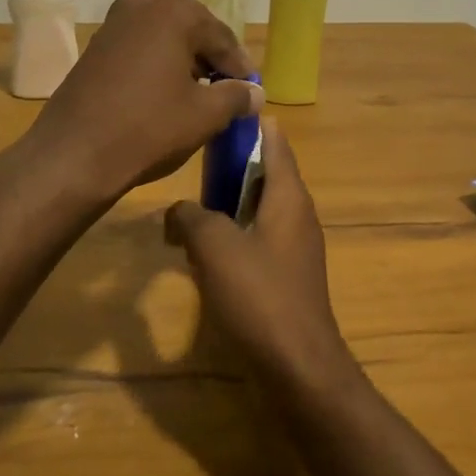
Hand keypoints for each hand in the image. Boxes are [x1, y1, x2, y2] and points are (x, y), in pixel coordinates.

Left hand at [28, 0, 259, 200]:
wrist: (74, 154)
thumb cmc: (149, 128)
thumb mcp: (205, 115)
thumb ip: (237, 96)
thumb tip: (255, 93)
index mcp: (175, 12)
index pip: (222, 38)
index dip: (240, 67)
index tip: (252, 91)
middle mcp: (143, 6)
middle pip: (192, 31)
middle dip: (210, 59)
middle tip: (226, 91)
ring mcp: (112, 25)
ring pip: (163, 39)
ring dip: (182, 61)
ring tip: (196, 93)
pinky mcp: (94, 49)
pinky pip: (138, 51)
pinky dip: (155, 66)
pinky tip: (161, 92)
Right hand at [164, 120, 354, 387]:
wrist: (297, 364)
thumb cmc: (259, 295)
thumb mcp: (215, 246)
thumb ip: (192, 217)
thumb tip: (179, 211)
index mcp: (288, 196)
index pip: (275, 143)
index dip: (252, 125)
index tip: (223, 111)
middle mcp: (297, 214)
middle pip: (265, 174)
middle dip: (231, 165)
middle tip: (193, 160)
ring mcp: (294, 247)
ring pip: (259, 208)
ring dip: (228, 203)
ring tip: (190, 204)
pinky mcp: (286, 276)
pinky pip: (258, 239)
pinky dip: (233, 234)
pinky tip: (204, 250)